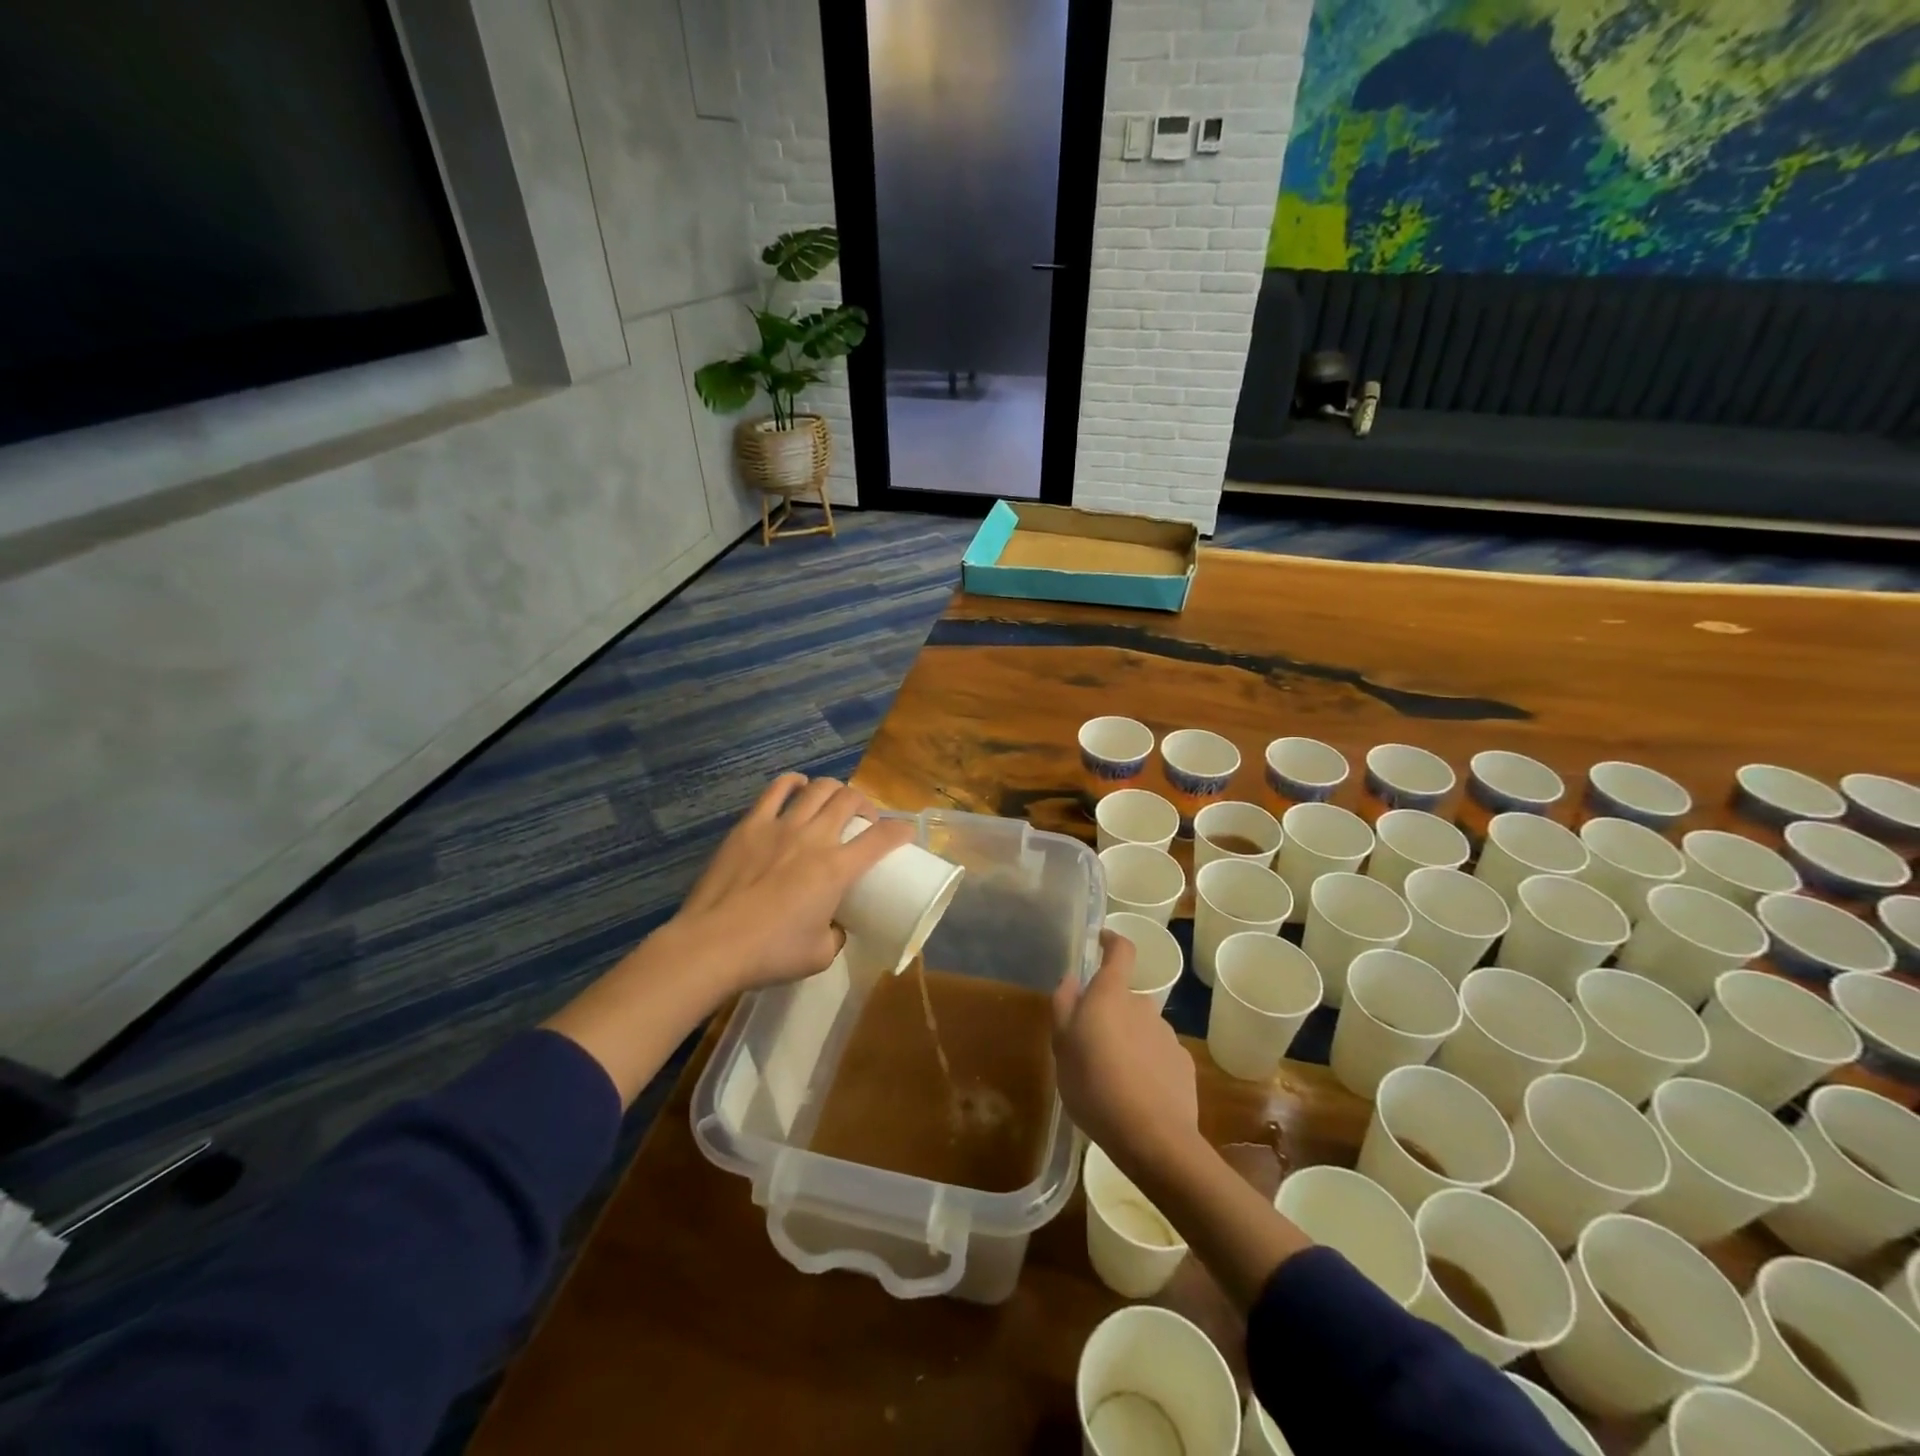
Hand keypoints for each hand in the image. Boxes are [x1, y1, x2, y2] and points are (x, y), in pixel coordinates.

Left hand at [671, 773, 915, 994]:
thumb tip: (836, 924)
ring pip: (818, 789)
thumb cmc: (770, 953)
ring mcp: (780, 826)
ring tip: (833, 802)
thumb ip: (836, 934)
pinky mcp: (750, 825)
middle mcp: (814, 838)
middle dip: (865, 806)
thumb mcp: (820, 955)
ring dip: (834, 790)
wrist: (712, 945)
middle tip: (863, 822)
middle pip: (850, 800)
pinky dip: (793, 783)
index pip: (882, 838)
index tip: (905, 834)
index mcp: (837, 869)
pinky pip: (776, 790)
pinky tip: (798, 787)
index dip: (901, 831)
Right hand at [1052, 931, 1198, 1170]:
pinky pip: (1157, 1055)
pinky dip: (1146, 1065)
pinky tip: (1136, 1094)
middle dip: (1109, 1013)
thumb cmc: (1094, 1086)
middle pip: (1124, 998)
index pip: (1121, 951)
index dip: (1111, 941)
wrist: (1153, 1138)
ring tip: (1111, 1078)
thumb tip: (1072, 979)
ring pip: (1141, 1028)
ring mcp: (1167, 1034)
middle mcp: (1143, 1005)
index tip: (1101, 939)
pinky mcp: (1183, 1064)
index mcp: (1111, 995)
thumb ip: (1064, 1006)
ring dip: (1127, 1041)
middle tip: (1090, 1045)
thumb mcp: (1062, 1047)